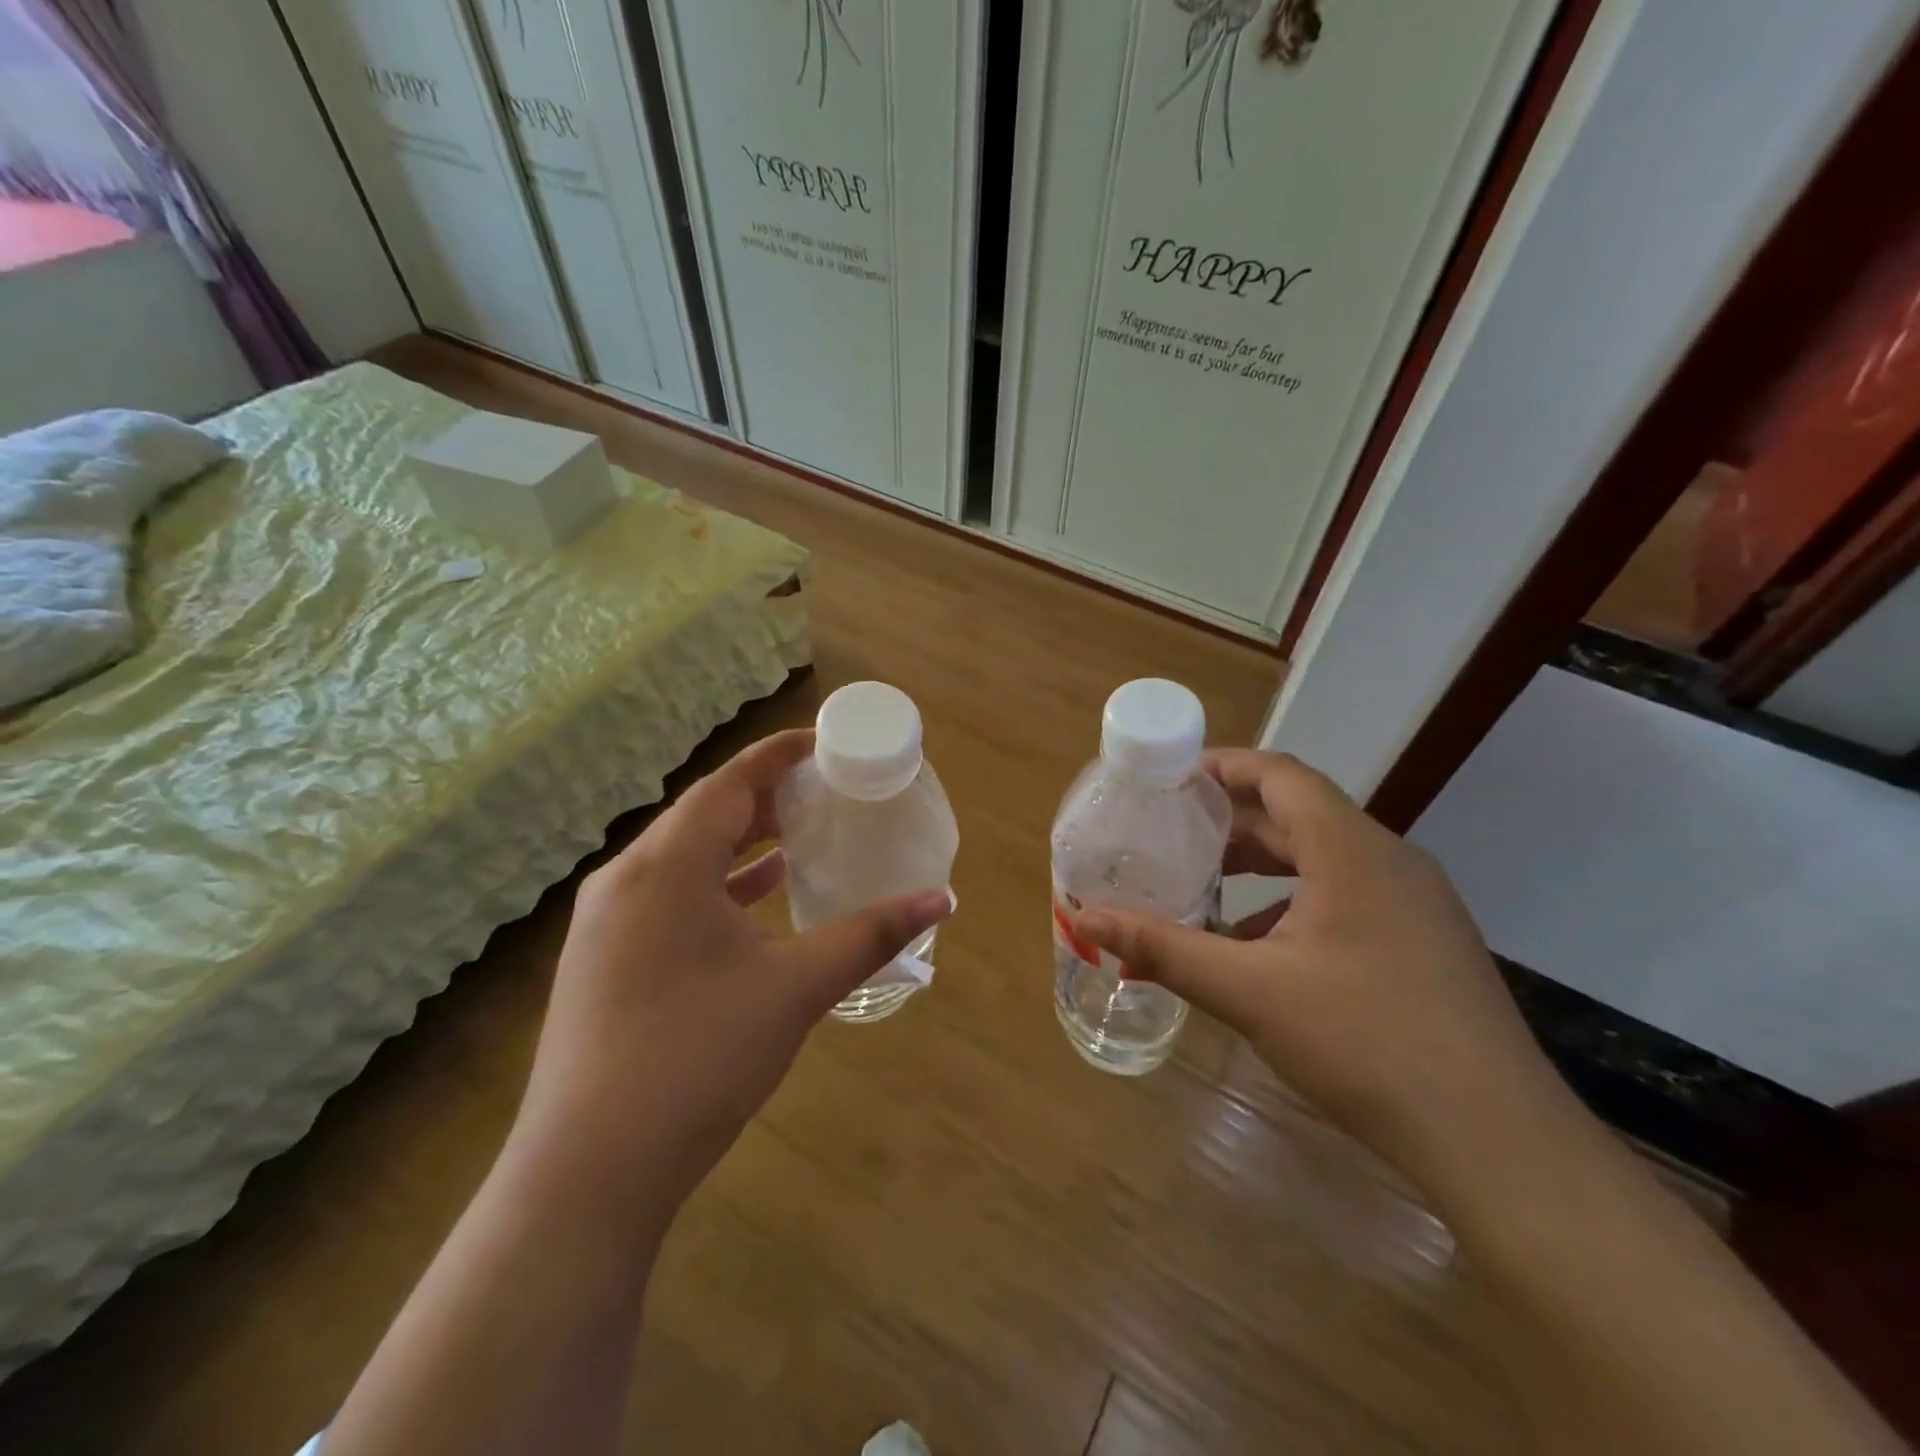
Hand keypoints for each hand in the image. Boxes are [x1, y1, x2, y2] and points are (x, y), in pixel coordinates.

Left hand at [516, 729, 950, 1210]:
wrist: (588, 1173)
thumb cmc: (698, 1057)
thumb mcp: (796, 988)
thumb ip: (870, 935)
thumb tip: (942, 899)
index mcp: (666, 867)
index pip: (728, 784)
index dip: (777, 756)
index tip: (822, 743)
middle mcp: (625, 880)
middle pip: (701, 814)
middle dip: (761, 797)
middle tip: (819, 792)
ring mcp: (604, 924)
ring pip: (681, 858)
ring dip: (737, 843)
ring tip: (794, 838)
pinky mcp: (601, 962)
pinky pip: (666, 897)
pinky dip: (714, 887)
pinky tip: (752, 901)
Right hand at [1071, 749, 1573, 1193]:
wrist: (1498, 1141)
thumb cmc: (1366, 1042)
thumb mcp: (1249, 991)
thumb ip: (1163, 948)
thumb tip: (1084, 920)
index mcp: (1350, 849)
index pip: (1280, 774)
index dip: (1221, 767)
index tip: (1168, 779)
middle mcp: (1388, 860)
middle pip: (1298, 813)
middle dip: (1230, 821)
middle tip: (1170, 835)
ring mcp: (1415, 902)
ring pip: (1322, 858)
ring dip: (1261, 865)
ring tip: (1204, 887)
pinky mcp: (1424, 941)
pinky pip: (1346, 897)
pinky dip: (1293, 904)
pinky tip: (1258, 950)